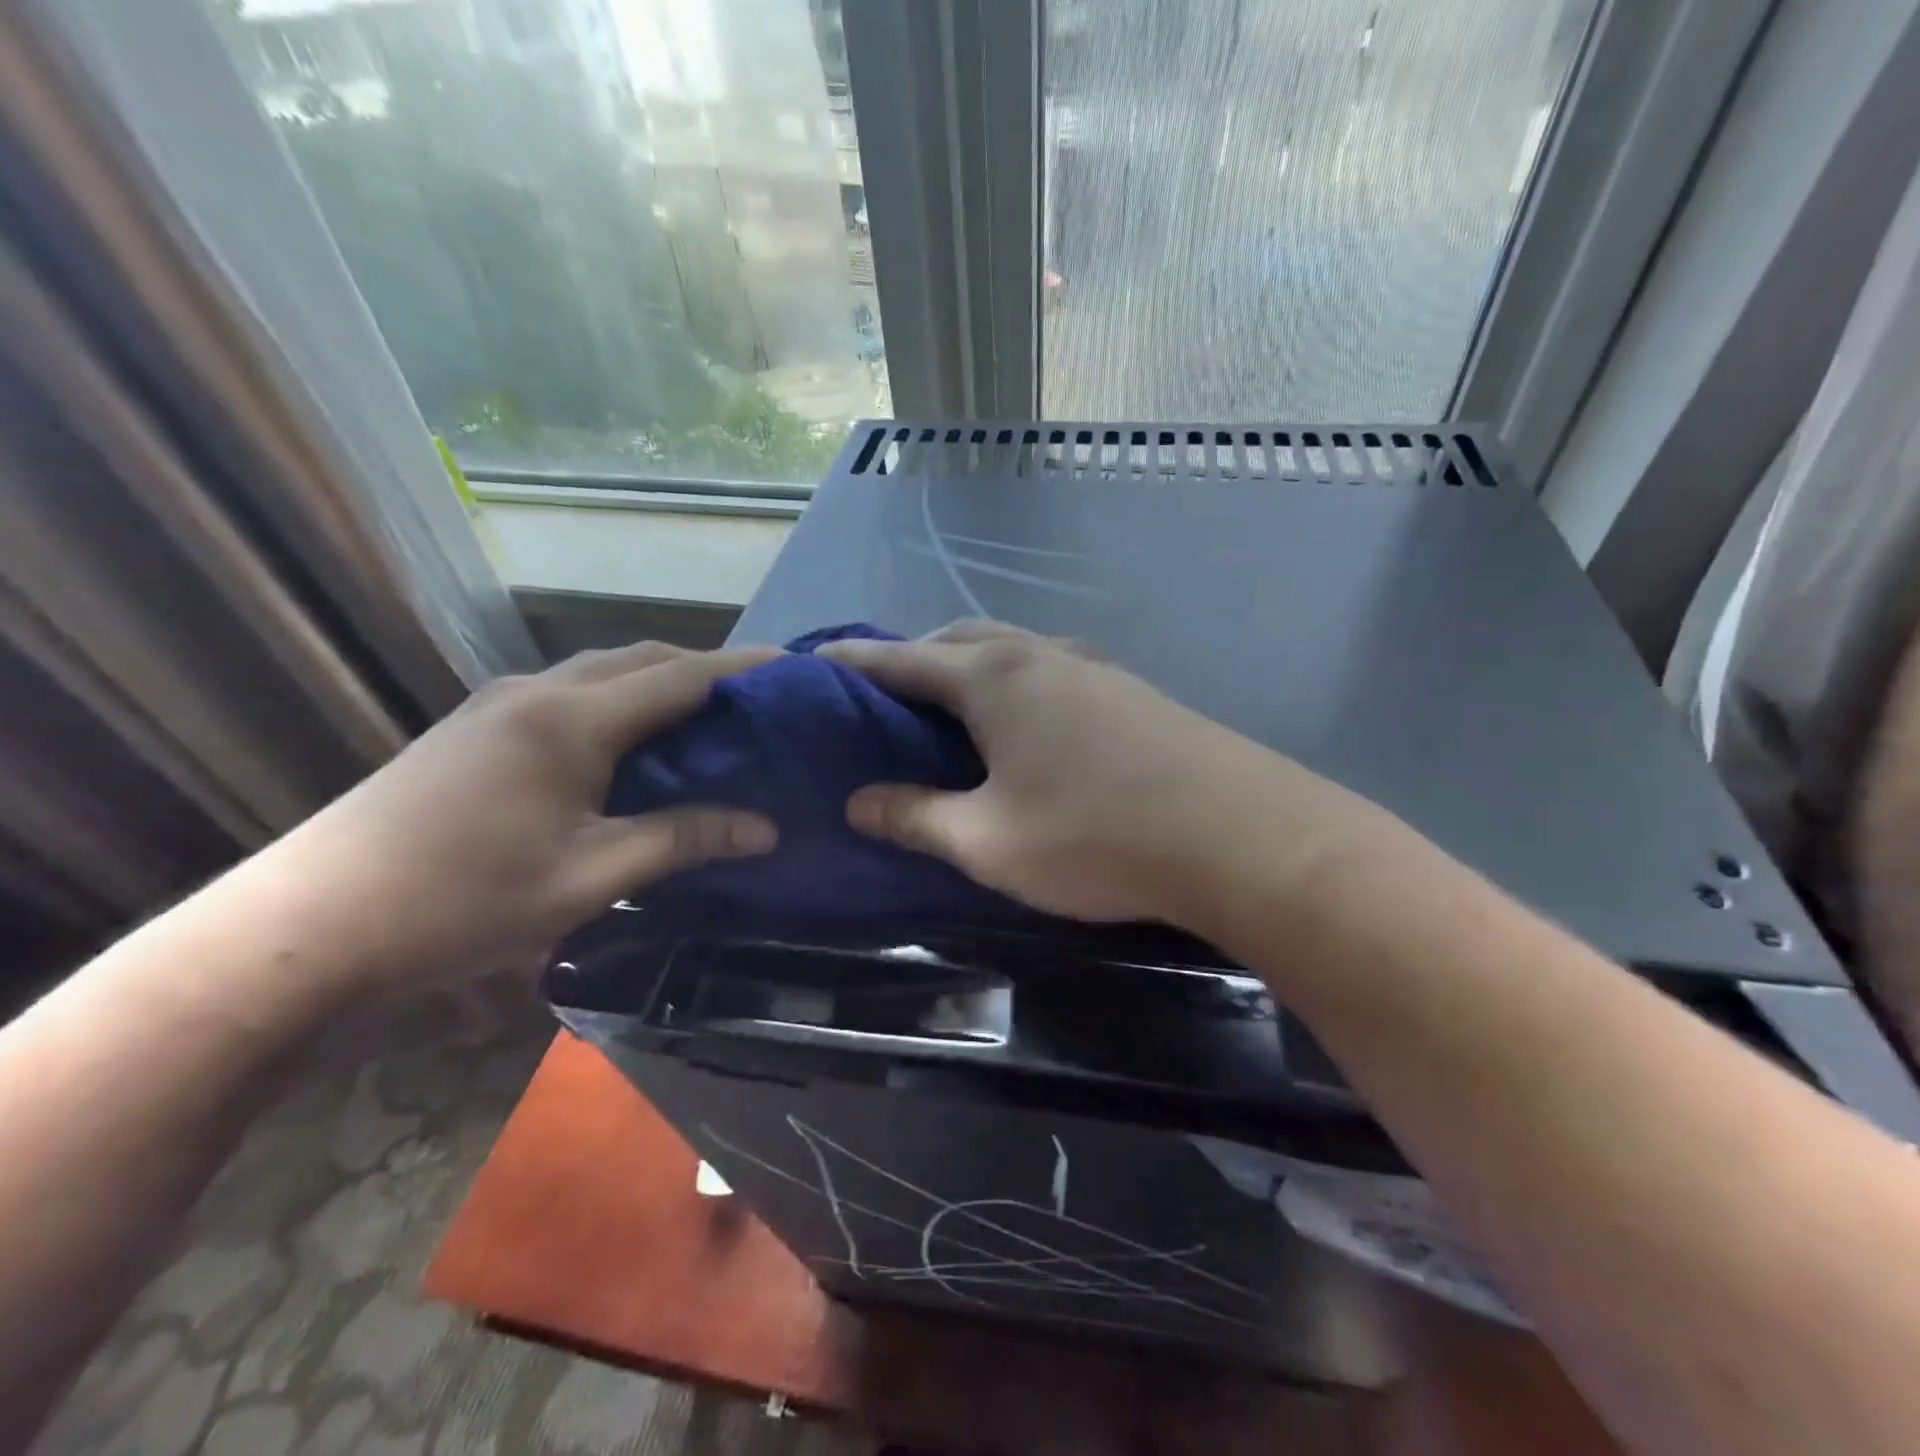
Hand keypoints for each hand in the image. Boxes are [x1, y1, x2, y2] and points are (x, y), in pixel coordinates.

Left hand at [264, 643, 780, 985]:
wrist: (308, 927)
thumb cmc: (461, 902)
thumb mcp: (590, 878)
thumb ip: (683, 839)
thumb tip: (768, 828)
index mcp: (571, 719)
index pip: (681, 675)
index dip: (743, 668)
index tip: (795, 668)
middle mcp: (538, 691)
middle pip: (643, 659)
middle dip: (706, 670)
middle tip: (758, 702)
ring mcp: (499, 703)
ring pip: (603, 670)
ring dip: (659, 682)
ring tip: (707, 719)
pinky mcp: (476, 724)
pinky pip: (570, 691)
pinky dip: (619, 699)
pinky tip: (631, 741)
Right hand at [820, 622, 1370, 928]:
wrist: (1239, 835)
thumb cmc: (1095, 837)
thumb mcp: (987, 840)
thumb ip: (916, 817)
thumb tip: (858, 802)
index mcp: (992, 680)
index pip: (902, 660)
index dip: (854, 662)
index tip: (817, 661)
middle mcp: (1038, 655)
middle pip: (958, 642)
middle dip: (914, 660)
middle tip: (884, 698)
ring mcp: (1091, 667)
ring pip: (1009, 651)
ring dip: (969, 668)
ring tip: (948, 708)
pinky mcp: (1129, 691)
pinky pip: (1049, 670)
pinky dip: (1014, 684)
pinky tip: (1023, 724)